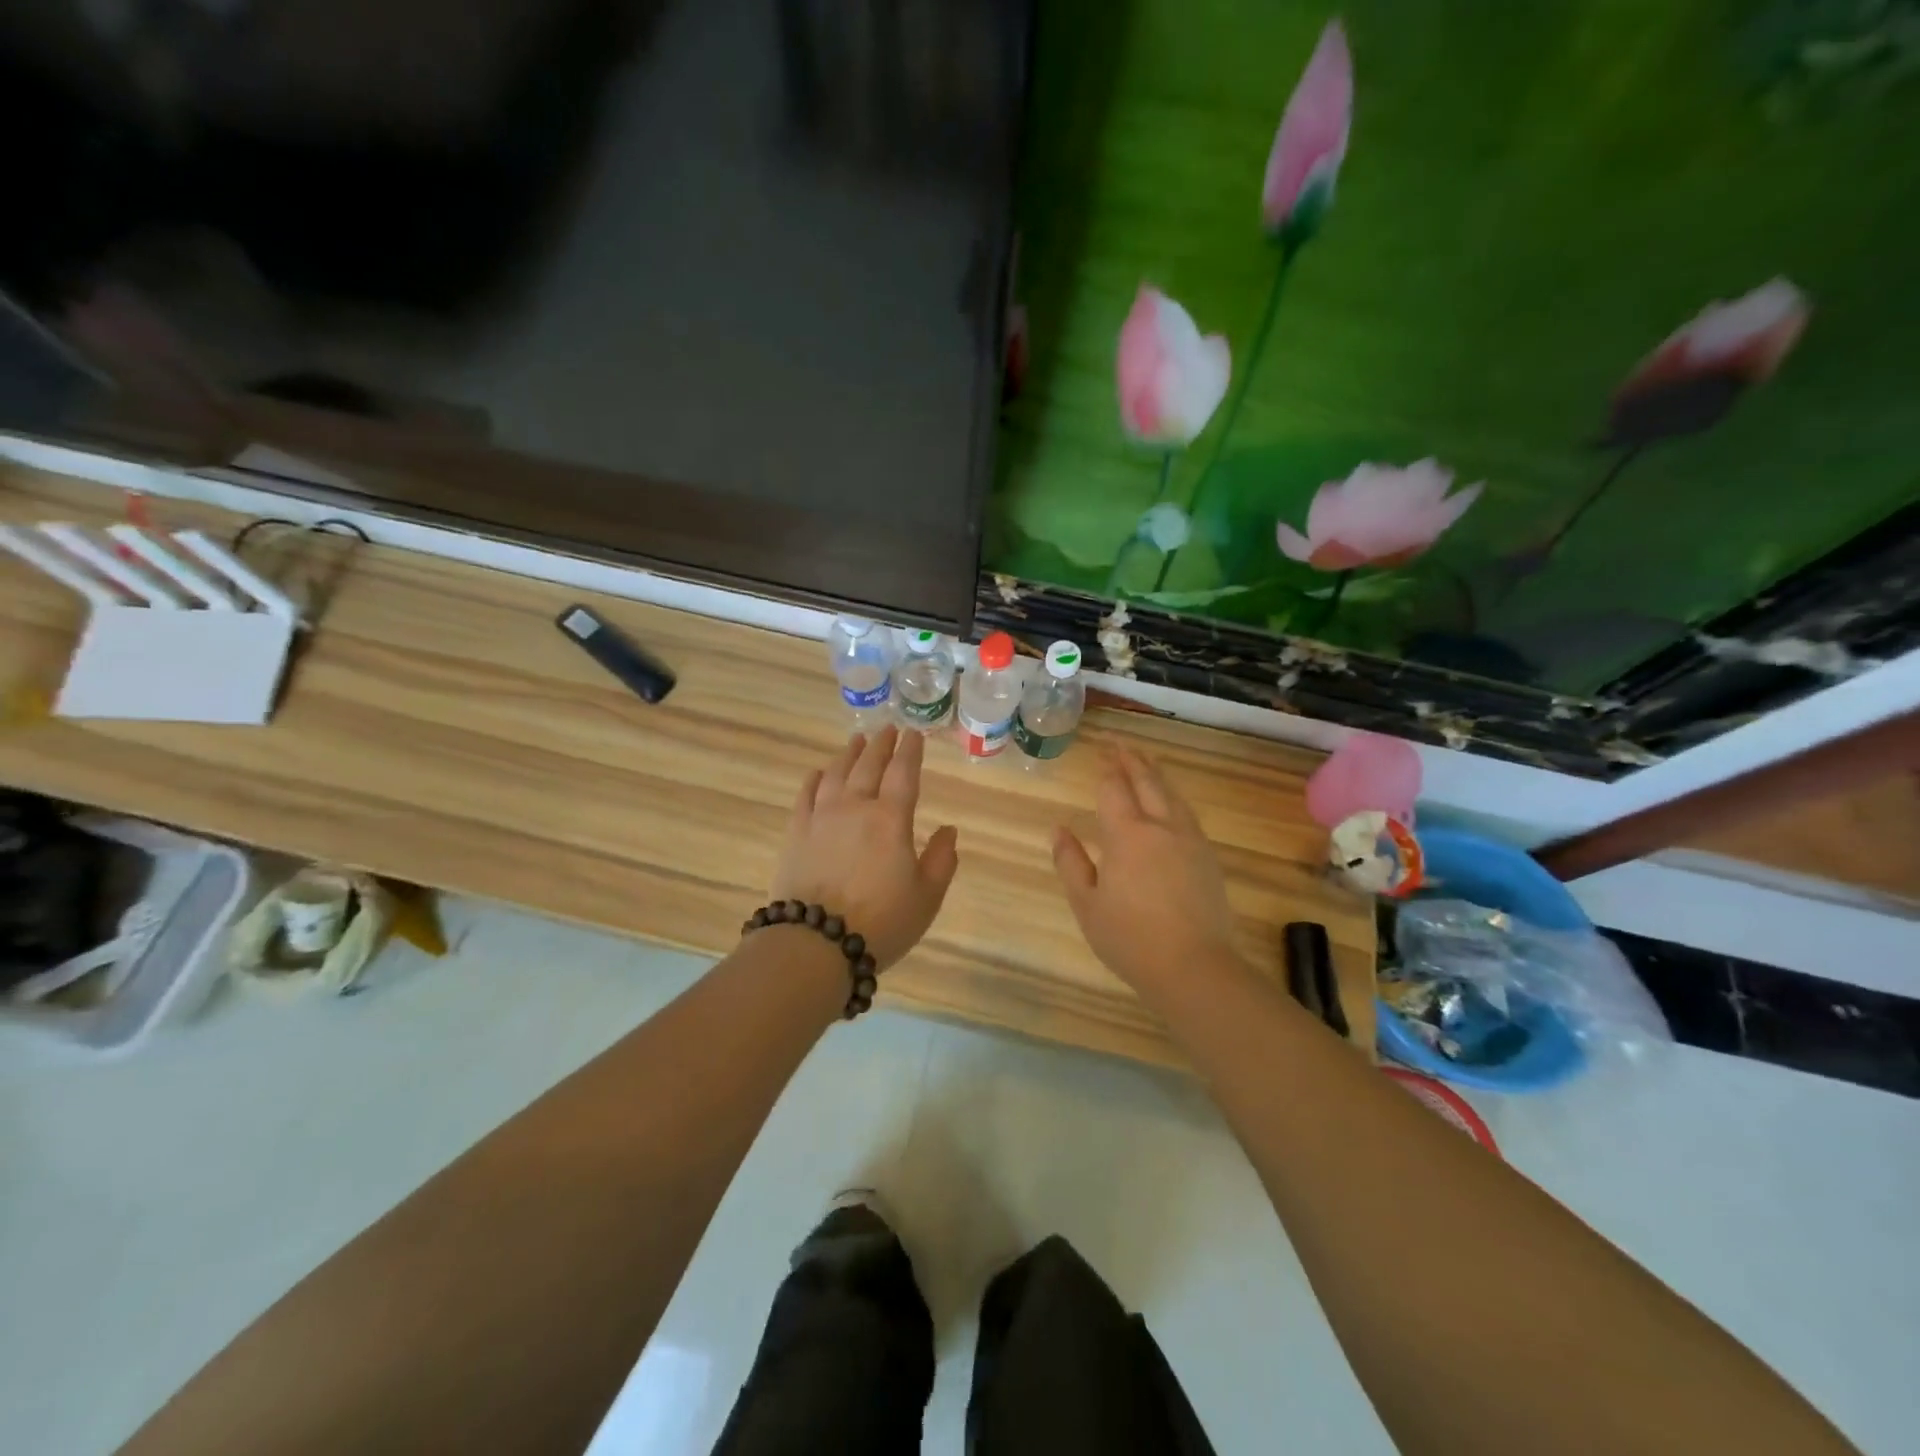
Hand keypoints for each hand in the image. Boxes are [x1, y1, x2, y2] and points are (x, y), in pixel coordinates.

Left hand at [771, 727, 960, 971]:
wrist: (815, 943)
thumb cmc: (881, 922)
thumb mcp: (927, 897)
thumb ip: (942, 860)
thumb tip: (948, 830)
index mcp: (891, 819)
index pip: (903, 773)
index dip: (910, 751)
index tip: (914, 734)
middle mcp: (855, 807)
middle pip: (869, 765)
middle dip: (881, 745)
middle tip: (887, 730)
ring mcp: (821, 817)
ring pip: (836, 774)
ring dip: (849, 755)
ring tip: (856, 742)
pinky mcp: (796, 833)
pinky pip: (805, 796)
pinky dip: (814, 779)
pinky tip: (818, 773)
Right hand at [1052, 748, 1246, 995]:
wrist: (1194, 967)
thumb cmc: (1130, 939)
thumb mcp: (1087, 905)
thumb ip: (1071, 862)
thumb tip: (1058, 829)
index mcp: (1127, 835)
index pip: (1114, 789)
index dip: (1107, 768)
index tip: (1101, 752)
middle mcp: (1162, 827)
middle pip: (1147, 782)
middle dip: (1132, 760)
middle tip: (1121, 744)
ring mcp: (1190, 841)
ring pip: (1172, 795)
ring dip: (1156, 774)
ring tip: (1146, 762)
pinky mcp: (1208, 857)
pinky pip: (1187, 813)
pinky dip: (1173, 797)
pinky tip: (1170, 803)